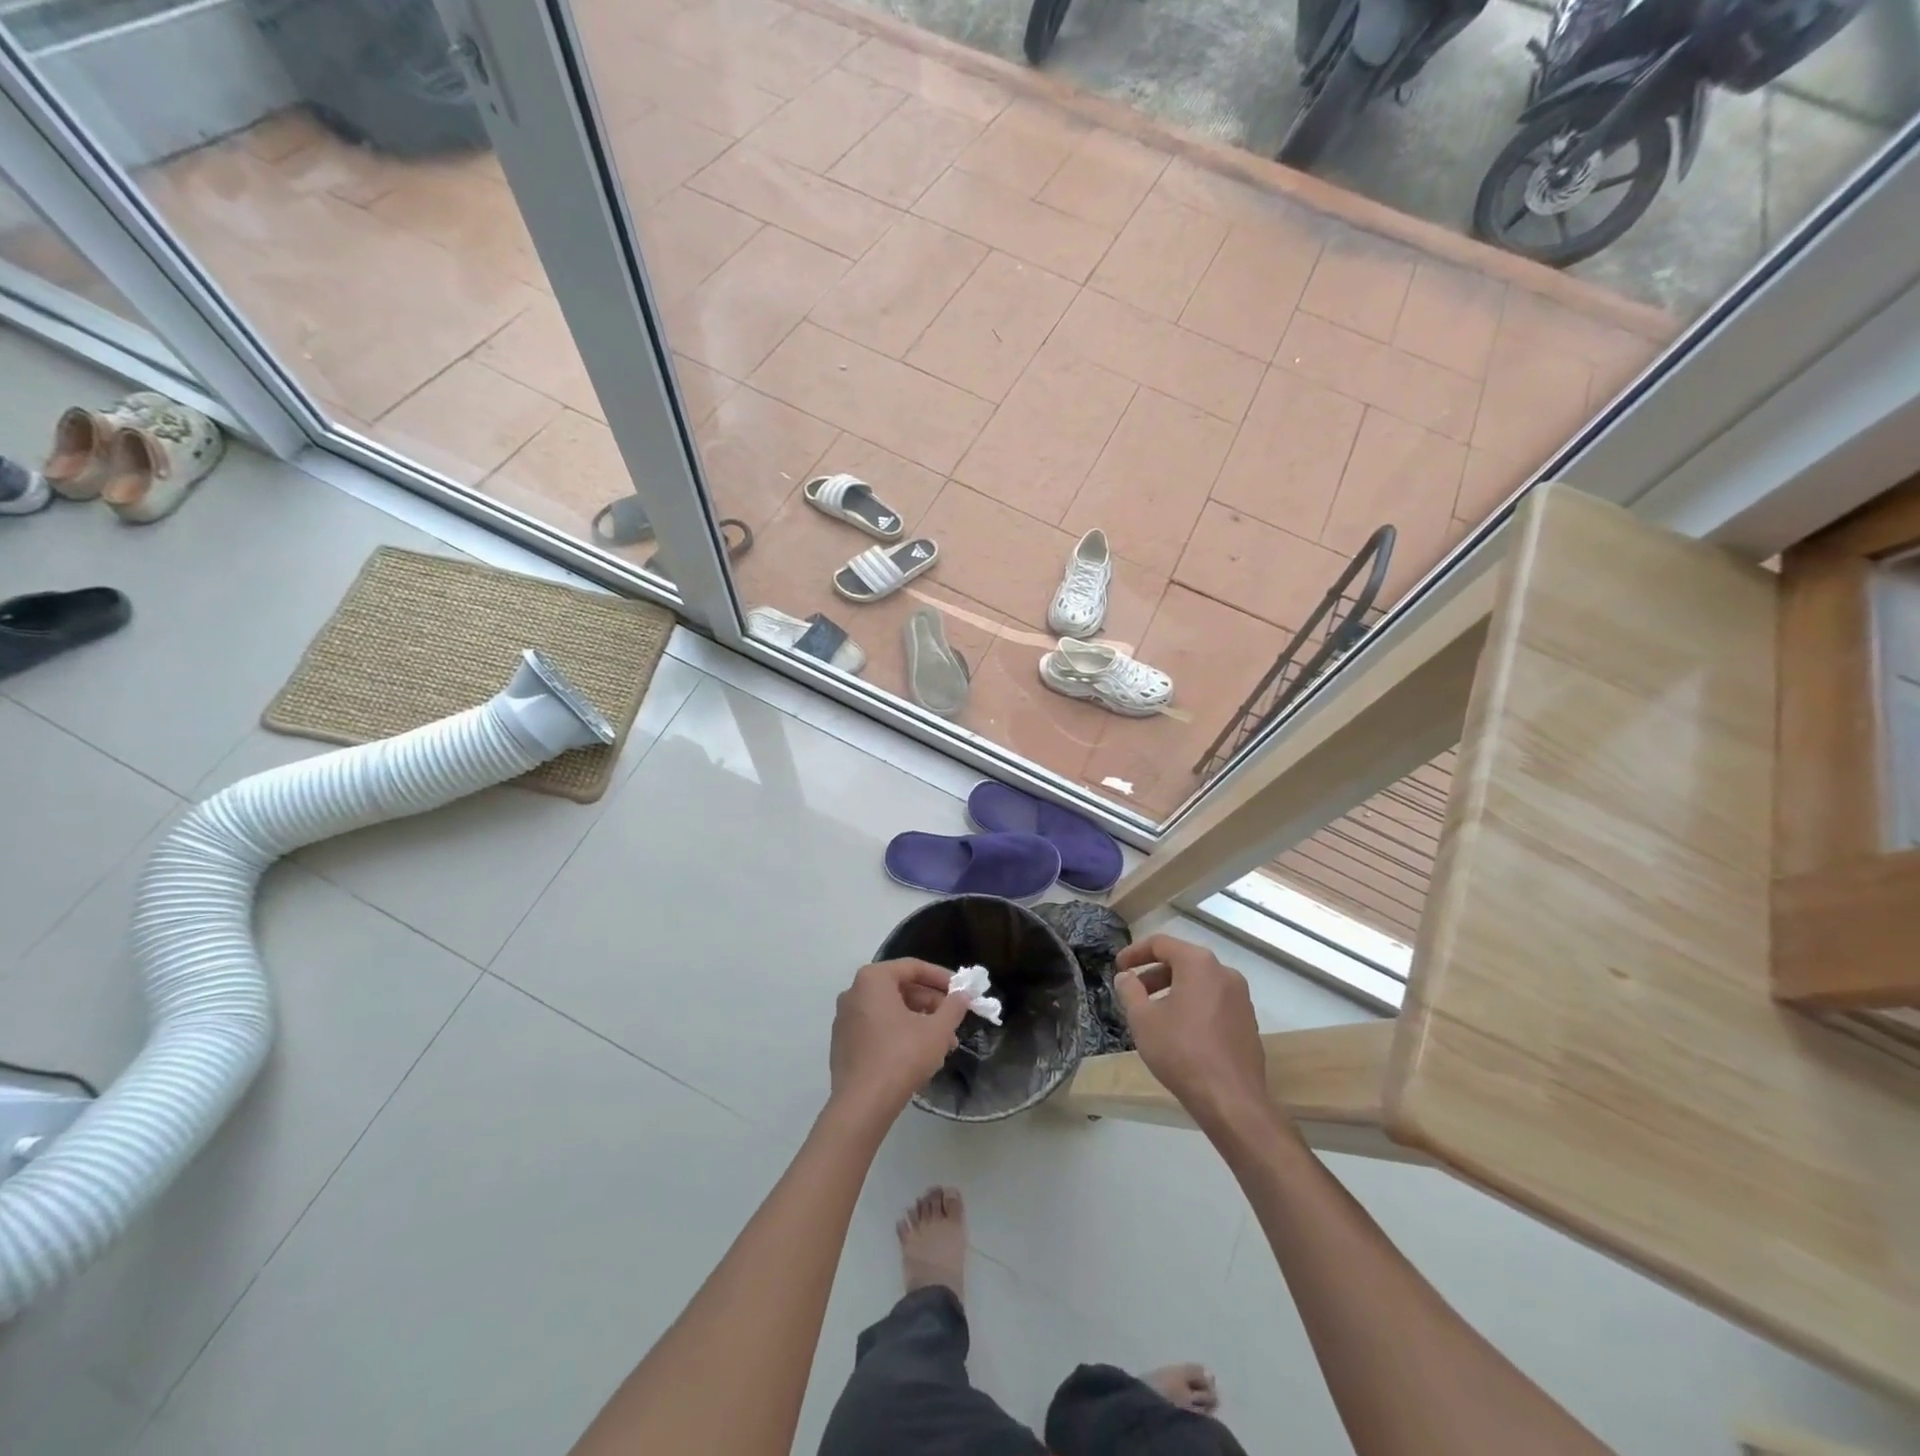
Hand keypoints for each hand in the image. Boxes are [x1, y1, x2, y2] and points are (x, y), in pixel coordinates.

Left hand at [829, 959, 971, 1122]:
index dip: (941, 978)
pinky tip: (920, 1054)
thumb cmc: (901, 1057)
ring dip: (919, 1021)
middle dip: (931, 1004)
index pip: (913, 967)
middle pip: (901, 989)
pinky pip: (877, 1028)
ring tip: (943, 1044)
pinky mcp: (843, 1043)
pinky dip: (900, 1034)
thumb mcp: (937, 1031)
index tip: (961, 991)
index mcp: (873, 979)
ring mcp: (845, 1019)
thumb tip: (963, 995)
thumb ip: (953, 1007)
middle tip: (954, 1020)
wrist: (862, 1106)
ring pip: (890, 1011)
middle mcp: (854, 992)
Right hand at [1115, 935, 1268, 1125]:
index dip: (1134, 952)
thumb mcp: (1143, 1019)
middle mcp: (1224, 972)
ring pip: (1199, 982)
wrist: (1231, 1100)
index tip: (1118, 967)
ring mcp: (1241, 997)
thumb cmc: (1181, 1052)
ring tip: (1153, 1013)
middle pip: (1182, 961)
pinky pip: (1214, 1001)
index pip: (1161, 943)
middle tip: (1133, 991)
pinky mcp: (1248, 1021)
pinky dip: (1192, 1004)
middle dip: (1153, 973)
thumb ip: (1129, 990)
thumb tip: (1126, 977)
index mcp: (1199, 964)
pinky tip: (1179, 1030)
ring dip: (1173, 990)